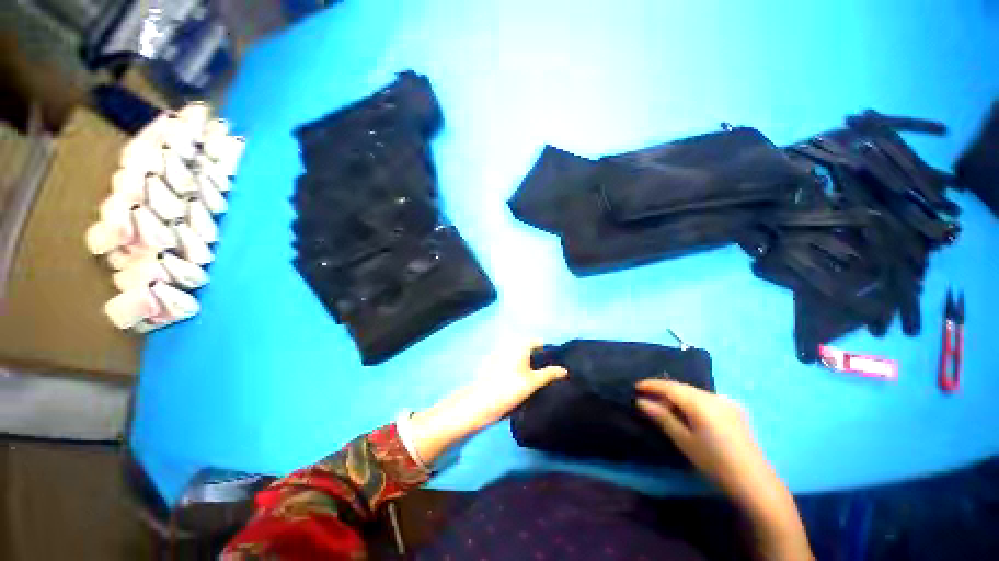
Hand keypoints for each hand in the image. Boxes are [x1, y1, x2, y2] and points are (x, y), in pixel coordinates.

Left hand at [408, 342, 566, 465]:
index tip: (553, 363)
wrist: (480, 402)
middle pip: (527, 347)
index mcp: (519, 345)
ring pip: (517, 354)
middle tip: (544, 371)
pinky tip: (515, 378)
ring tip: (532, 377)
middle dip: (536, 356)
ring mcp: (498, 353)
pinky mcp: (490, 363)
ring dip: (525, 361)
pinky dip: (514, 365)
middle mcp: (509, 345)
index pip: (538, 342)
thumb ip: (549, 374)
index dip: (546, 351)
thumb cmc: (509, 389)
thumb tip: (564, 370)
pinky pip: (507, 360)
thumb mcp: (533, 383)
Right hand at [635, 379, 771, 506]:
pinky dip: (691, 402)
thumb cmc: (714, 462)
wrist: (755, 483)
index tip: (635, 387)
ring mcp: (726, 402)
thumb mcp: (684, 440)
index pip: (670, 387)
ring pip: (694, 392)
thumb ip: (662, 417)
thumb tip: (641, 401)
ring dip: (677, 397)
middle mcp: (714, 396)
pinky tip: (687, 414)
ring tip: (664, 407)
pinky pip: (705, 399)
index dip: (651, 385)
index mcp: (700, 402)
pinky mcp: (734, 410)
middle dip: (663, 390)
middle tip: (647, 399)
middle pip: (682, 387)